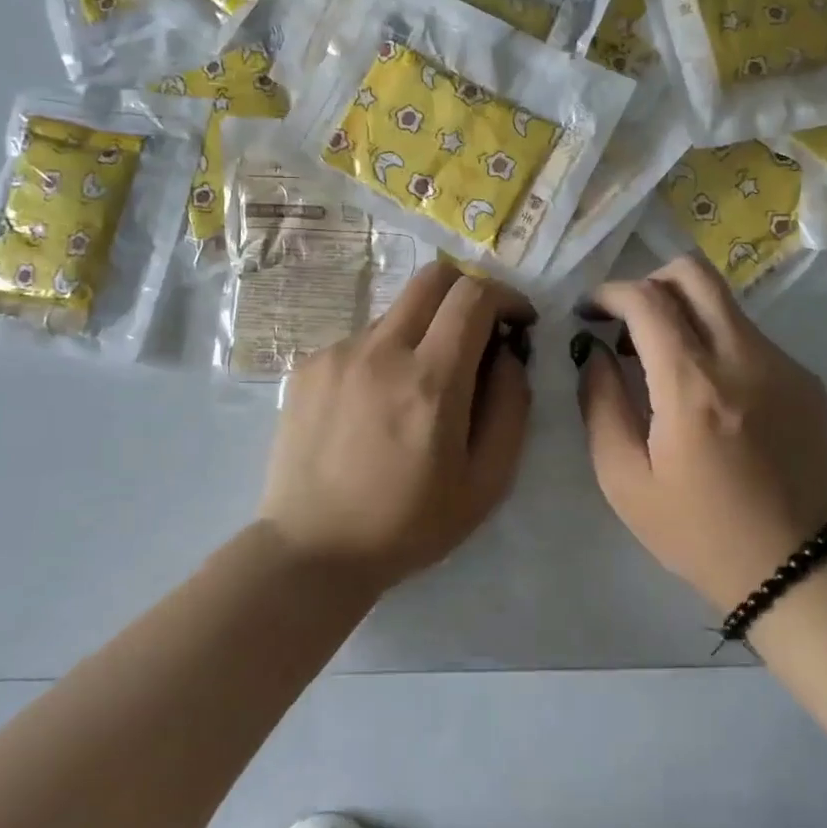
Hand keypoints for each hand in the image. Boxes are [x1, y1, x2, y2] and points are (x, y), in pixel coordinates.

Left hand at [259, 262, 534, 591]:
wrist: (312, 550)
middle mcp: (381, 351)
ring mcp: (338, 354)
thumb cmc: (409, 524)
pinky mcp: (309, 365)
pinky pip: (363, 339)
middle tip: (478, 333)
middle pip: (433, 277)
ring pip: (398, 311)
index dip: (506, 296)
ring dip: (424, 330)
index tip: (517, 322)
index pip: (473, 296)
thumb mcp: (486, 482)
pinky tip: (376, 405)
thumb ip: (511, 407)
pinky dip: (386, 354)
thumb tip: (508, 354)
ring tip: (420, 386)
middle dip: (468, 292)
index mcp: (430, 381)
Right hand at [575, 255, 826, 610]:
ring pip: (723, 303)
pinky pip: (749, 337)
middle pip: (694, 273)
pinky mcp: (807, 380)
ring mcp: (783, 365)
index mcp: (693, 386)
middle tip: (628, 320)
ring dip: (683, 314)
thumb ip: (600, 402)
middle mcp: (743, 358)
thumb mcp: (624, 479)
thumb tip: (594, 351)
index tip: (589, 312)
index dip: (609, 293)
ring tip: (663, 363)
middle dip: (650, 281)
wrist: (796, 569)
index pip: (646, 299)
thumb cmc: (697, 531)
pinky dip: (717, 344)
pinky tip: (709, 395)